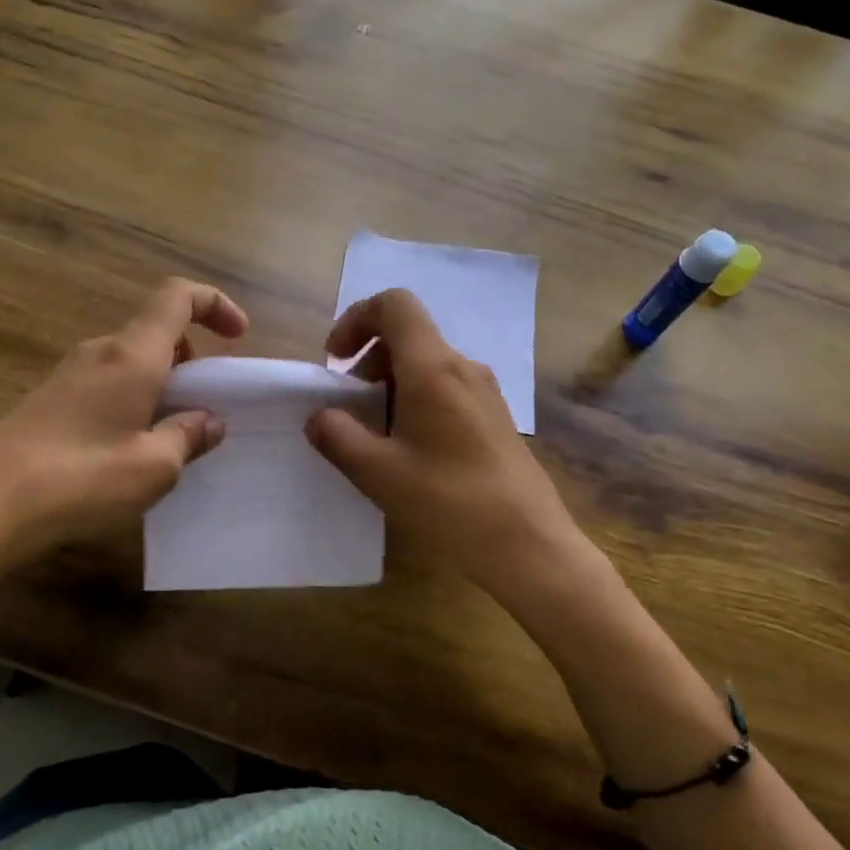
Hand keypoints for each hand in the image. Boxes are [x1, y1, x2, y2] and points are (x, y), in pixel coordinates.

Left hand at [0, 278, 248, 580]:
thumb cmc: (81, 481)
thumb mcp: (154, 467)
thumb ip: (189, 436)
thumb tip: (209, 420)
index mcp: (132, 356)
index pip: (177, 297)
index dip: (214, 303)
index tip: (238, 335)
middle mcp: (100, 352)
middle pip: (156, 329)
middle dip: (192, 356)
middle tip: (206, 403)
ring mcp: (68, 373)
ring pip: (131, 358)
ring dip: (162, 380)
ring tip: (171, 431)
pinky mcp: (48, 398)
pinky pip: (106, 380)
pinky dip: (133, 396)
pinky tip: (128, 445)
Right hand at [305, 289, 580, 590]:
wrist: (528, 544)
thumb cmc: (449, 502)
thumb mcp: (378, 472)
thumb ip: (338, 436)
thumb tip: (320, 417)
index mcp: (433, 368)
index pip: (394, 305)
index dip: (356, 319)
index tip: (336, 360)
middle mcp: (463, 368)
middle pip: (409, 335)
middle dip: (369, 360)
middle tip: (351, 407)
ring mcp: (485, 392)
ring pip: (428, 364)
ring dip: (391, 384)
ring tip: (378, 435)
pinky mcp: (495, 418)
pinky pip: (447, 388)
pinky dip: (417, 401)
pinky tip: (412, 451)